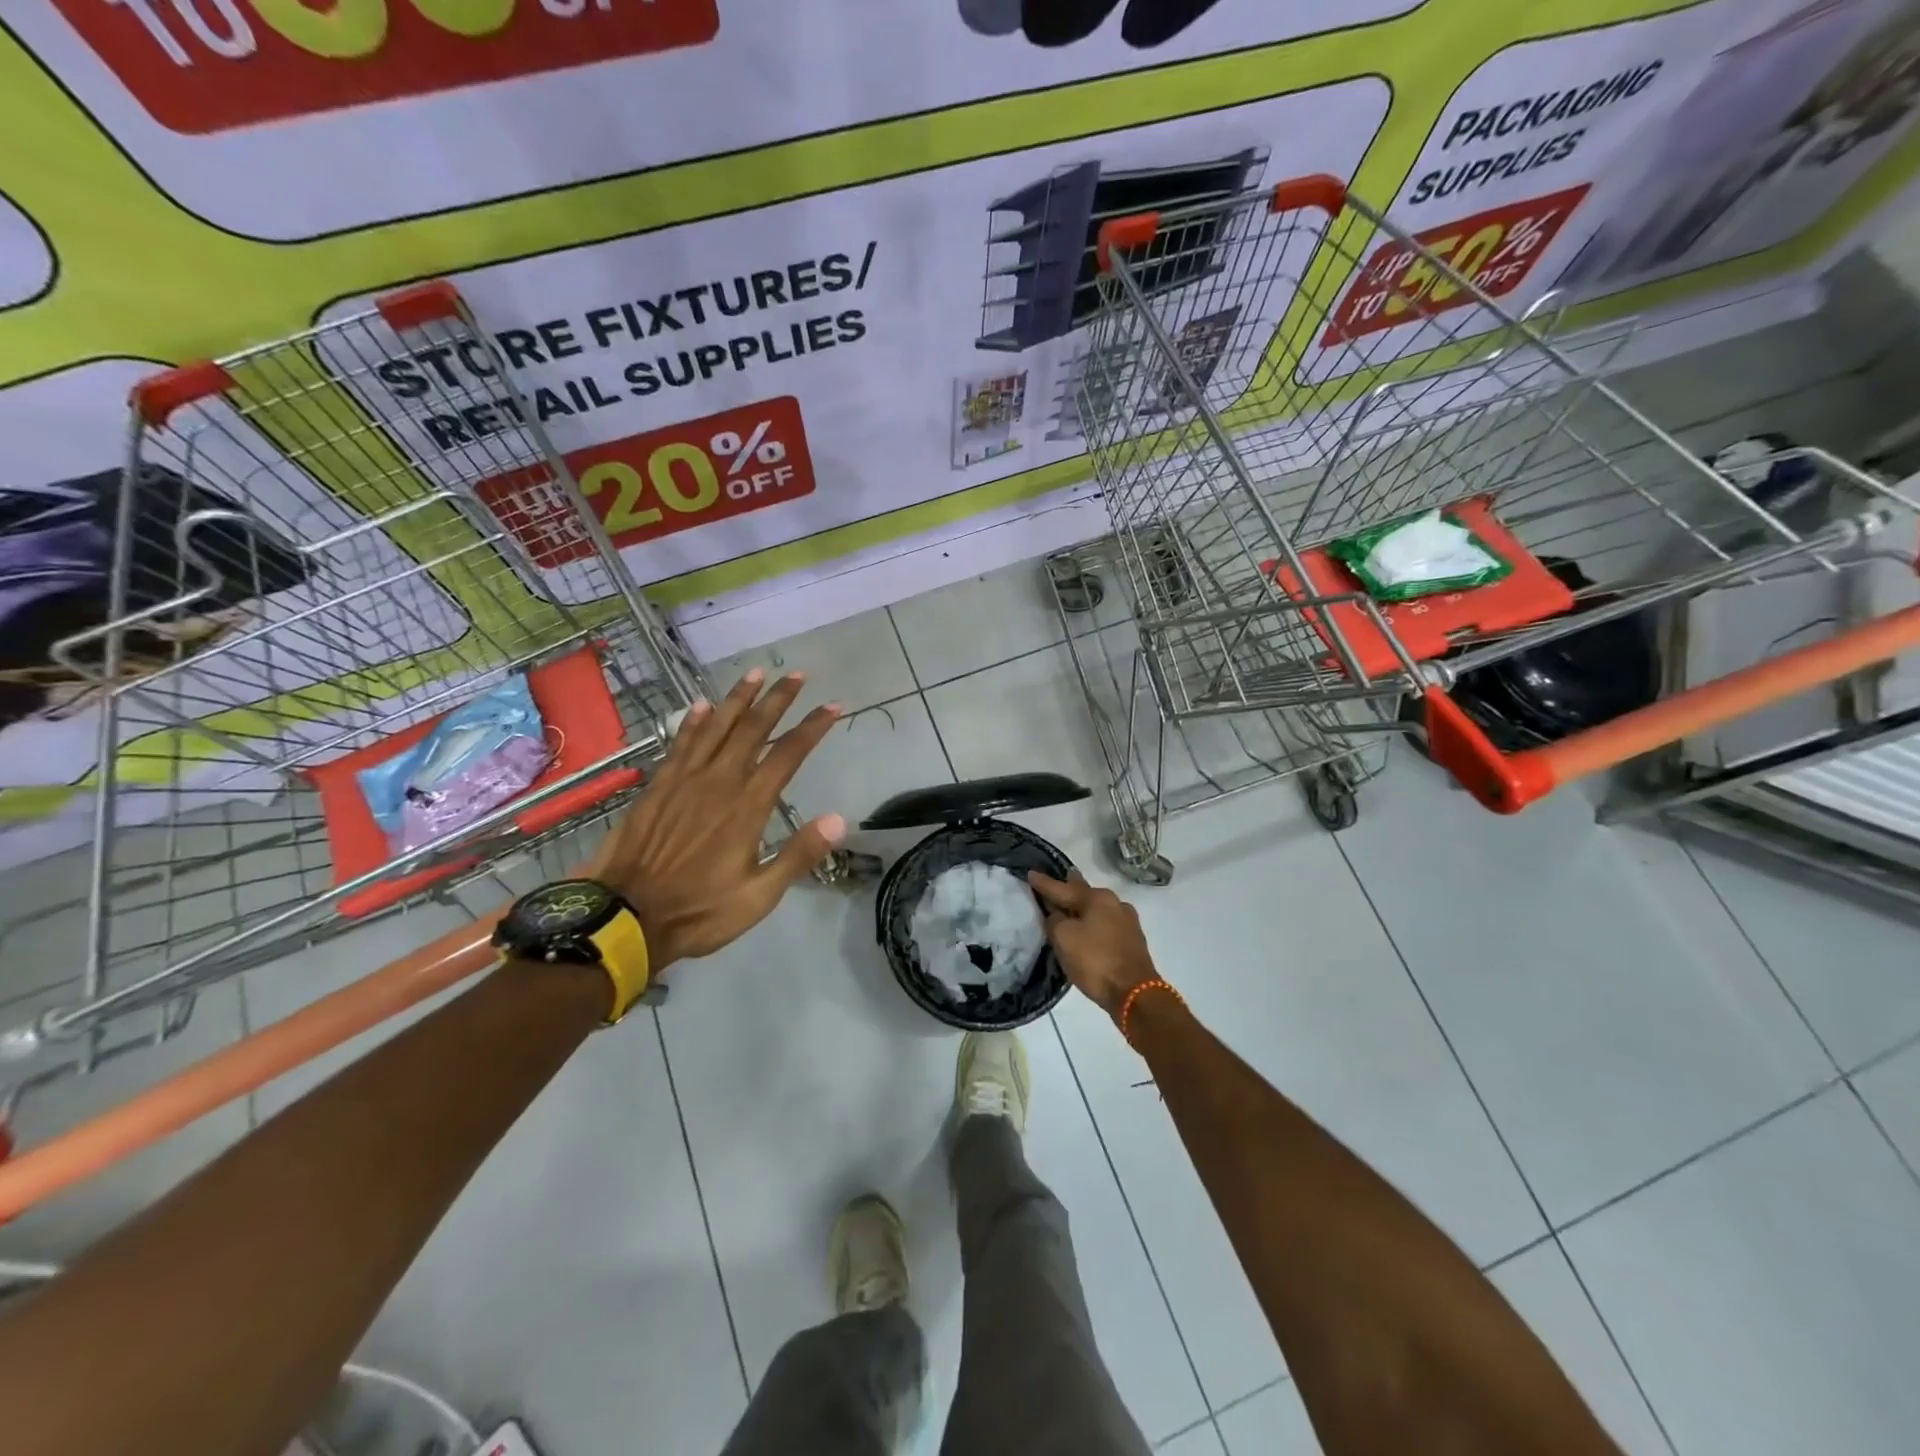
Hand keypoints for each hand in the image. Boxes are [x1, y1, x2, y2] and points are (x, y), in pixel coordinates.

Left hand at [587, 670, 844, 969]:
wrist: (623, 918)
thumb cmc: (699, 911)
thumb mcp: (759, 896)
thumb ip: (798, 855)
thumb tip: (839, 819)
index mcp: (747, 807)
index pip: (788, 755)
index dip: (812, 728)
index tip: (832, 706)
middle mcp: (718, 782)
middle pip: (752, 729)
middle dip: (777, 699)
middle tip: (796, 674)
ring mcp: (684, 780)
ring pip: (715, 727)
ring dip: (737, 698)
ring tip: (756, 673)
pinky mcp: (658, 786)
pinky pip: (680, 743)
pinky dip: (694, 722)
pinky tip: (701, 706)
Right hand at [1028, 870, 1158, 1017]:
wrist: (1134, 993)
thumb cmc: (1095, 961)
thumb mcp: (1063, 938)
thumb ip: (1054, 920)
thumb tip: (1057, 915)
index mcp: (1098, 897)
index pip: (1063, 887)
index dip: (1044, 883)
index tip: (1030, 873)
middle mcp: (1115, 903)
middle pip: (1083, 893)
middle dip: (1067, 888)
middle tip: (1054, 882)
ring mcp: (1127, 921)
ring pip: (1096, 909)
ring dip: (1080, 908)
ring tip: (1067, 906)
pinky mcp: (1132, 940)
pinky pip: (1105, 924)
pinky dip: (1092, 923)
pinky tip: (1086, 927)